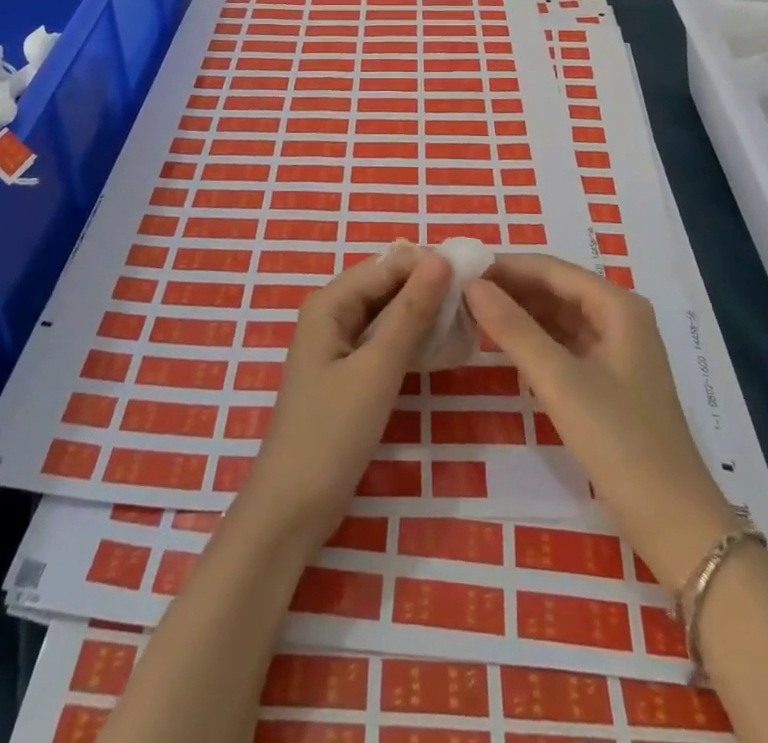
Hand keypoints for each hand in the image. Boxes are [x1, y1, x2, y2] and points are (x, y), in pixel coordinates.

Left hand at [238, 245, 449, 543]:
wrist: (293, 508)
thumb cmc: (333, 433)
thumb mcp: (378, 369)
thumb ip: (410, 312)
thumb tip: (441, 259)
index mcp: (330, 303)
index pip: (387, 264)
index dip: (428, 264)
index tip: (474, 275)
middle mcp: (331, 313)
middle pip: (386, 284)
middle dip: (426, 287)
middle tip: (475, 300)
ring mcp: (337, 344)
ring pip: (386, 312)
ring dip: (421, 312)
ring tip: (466, 320)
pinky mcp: (346, 372)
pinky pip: (382, 339)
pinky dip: (409, 338)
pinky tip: (440, 347)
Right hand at [465, 253, 738, 586]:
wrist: (674, 524)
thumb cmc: (619, 441)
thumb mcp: (559, 381)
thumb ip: (513, 328)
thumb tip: (472, 285)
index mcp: (617, 306)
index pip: (551, 269)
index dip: (506, 266)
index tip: (460, 267)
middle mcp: (620, 317)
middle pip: (556, 288)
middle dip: (510, 288)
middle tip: (457, 290)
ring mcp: (617, 349)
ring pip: (558, 316)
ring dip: (519, 313)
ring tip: (470, 311)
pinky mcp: (609, 379)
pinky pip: (564, 343)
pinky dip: (533, 339)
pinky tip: (502, 343)